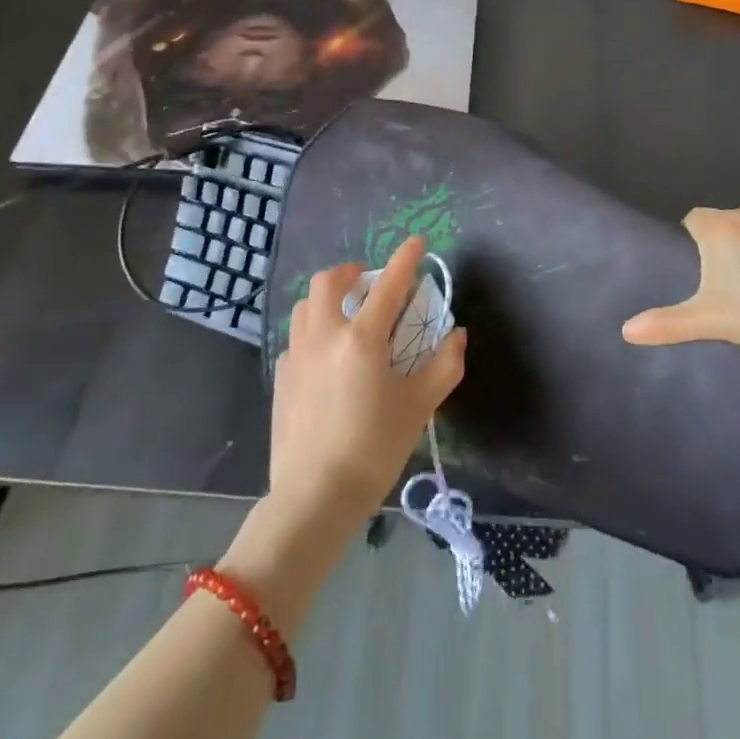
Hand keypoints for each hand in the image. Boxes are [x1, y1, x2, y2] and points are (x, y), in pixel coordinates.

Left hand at [269, 236, 466, 524]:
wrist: (314, 497)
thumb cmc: (374, 449)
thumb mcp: (419, 407)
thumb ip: (444, 365)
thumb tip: (457, 335)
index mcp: (362, 339)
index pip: (388, 285)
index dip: (405, 259)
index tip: (416, 241)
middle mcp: (324, 336)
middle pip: (328, 281)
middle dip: (351, 271)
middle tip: (370, 282)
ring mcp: (297, 355)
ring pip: (305, 305)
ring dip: (327, 297)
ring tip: (347, 313)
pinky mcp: (282, 377)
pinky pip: (297, 337)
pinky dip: (315, 330)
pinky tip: (328, 355)